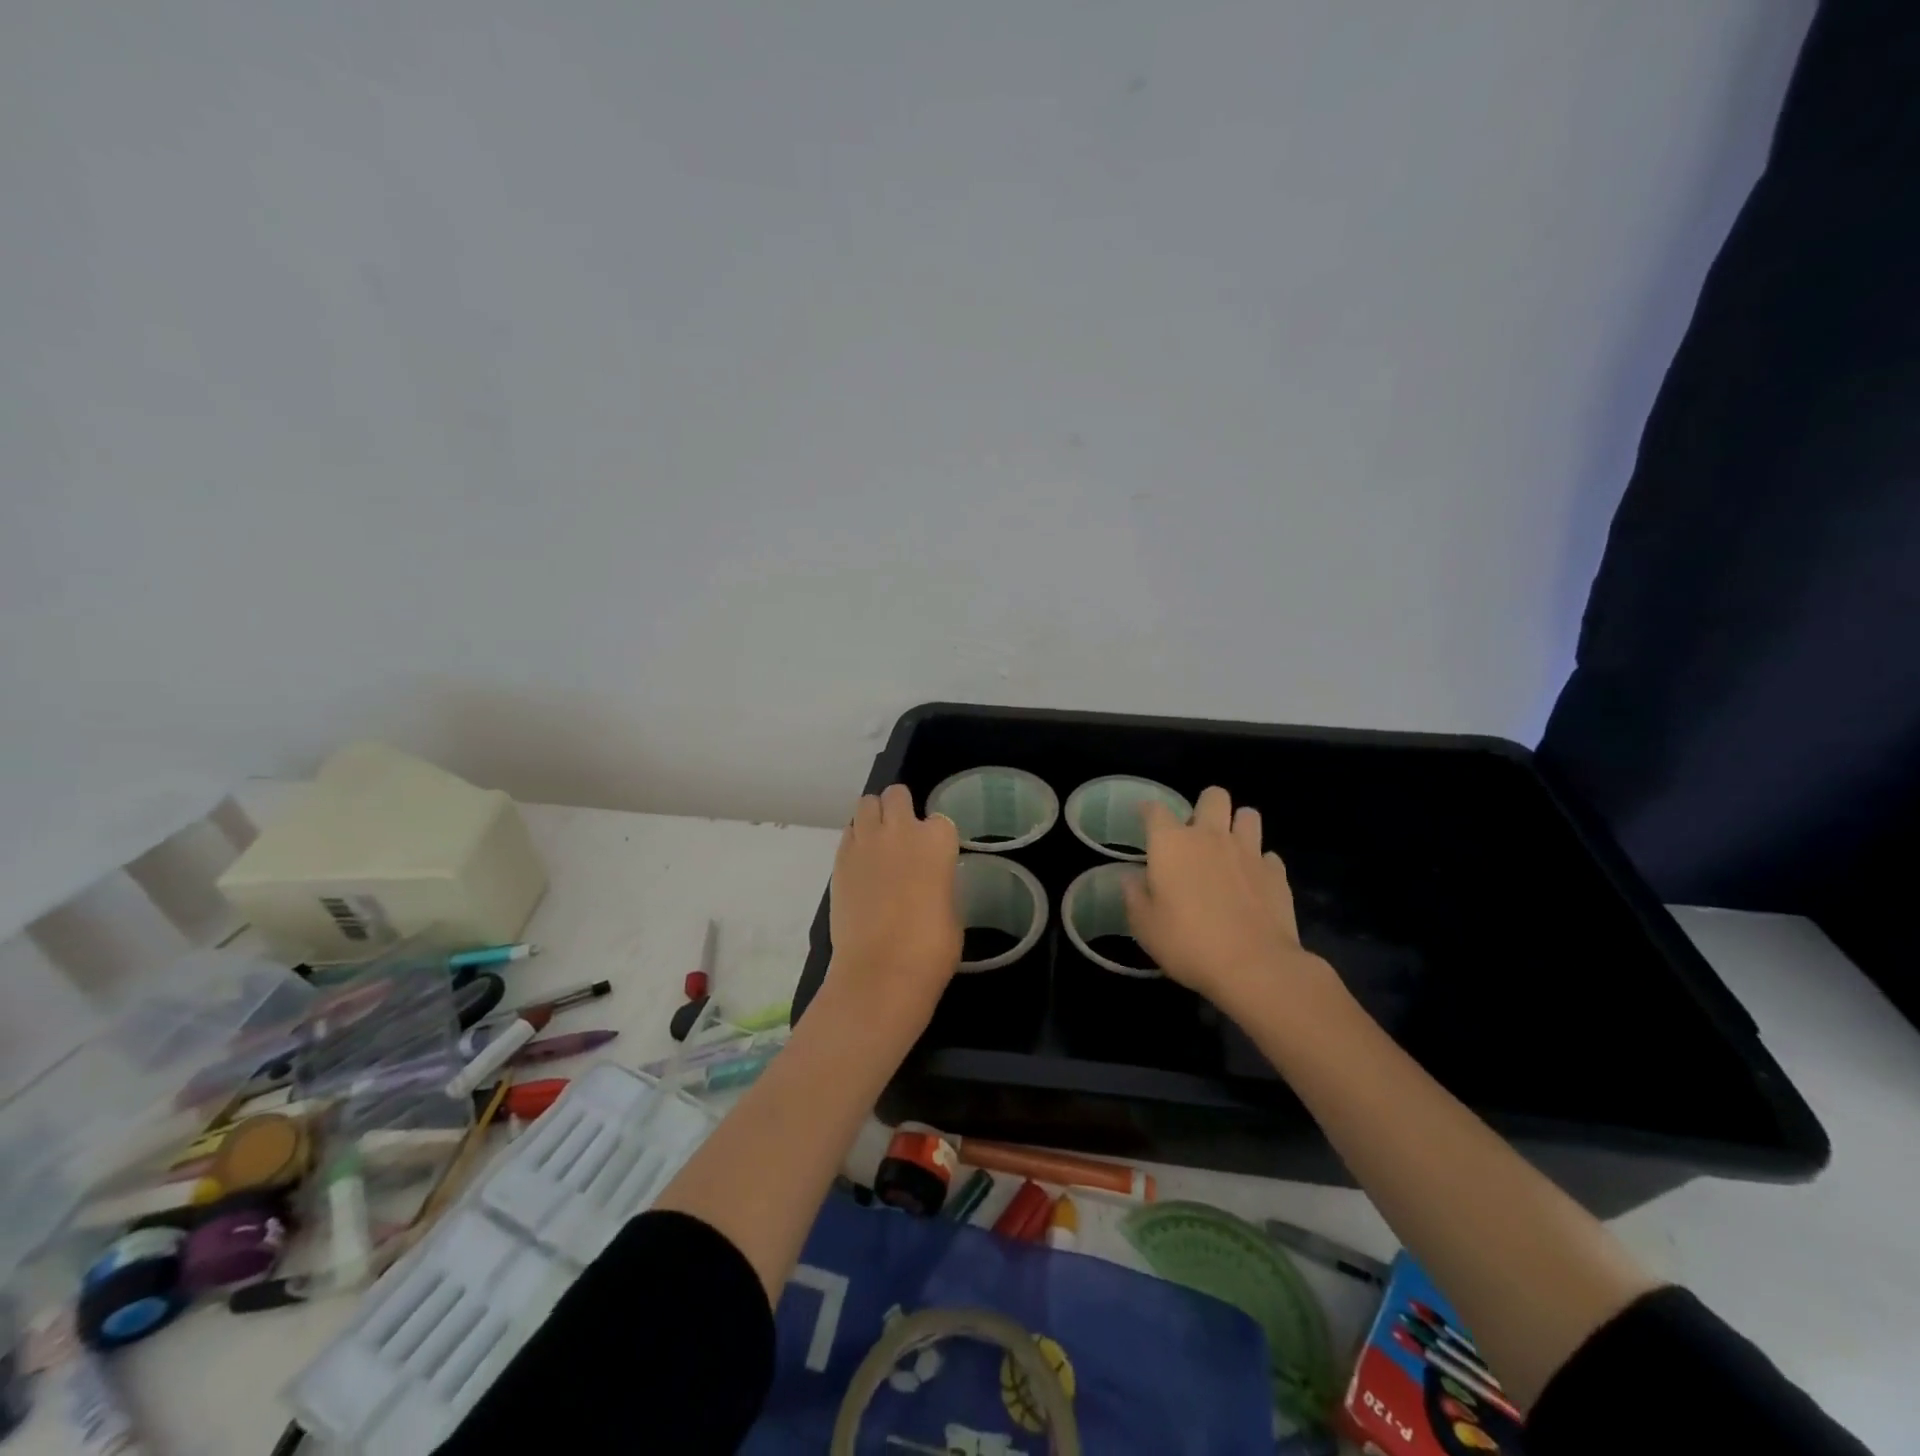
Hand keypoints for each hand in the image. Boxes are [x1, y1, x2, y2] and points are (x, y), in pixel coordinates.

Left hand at [827, 784, 962, 1023]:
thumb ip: (941, 882)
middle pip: (897, 795)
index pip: (940, 820)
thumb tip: (929, 879)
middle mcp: (900, 830)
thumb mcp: (952, 909)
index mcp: (937, 841)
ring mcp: (865, 842)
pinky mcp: (839, 859)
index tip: (935, 857)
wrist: (881, 971)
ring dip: (875, 816)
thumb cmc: (931, 948)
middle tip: (903, 837)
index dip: (937, 838)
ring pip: (866, 804)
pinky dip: (856, 839)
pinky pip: (849, 832)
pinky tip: (862, 864)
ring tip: (879, 843)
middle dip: (901, 809)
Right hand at [1123, 785, 1335, 1013]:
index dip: (1148, 811)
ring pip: (1248, 815)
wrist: (1254, 966)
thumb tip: (1131, 877)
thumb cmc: (1188, 943)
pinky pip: (1268, 855)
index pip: (1155, 810)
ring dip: (1238, 825)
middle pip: (1213, 795)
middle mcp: (1210, 836)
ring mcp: (1248, 852)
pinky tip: (1253, 882)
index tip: (1144, 819)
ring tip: (1230, 848)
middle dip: (1205, 806)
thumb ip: (1134, 896)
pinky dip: (1260, 863)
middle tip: (1197, 833)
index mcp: (1172, 843)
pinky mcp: (1276, 873)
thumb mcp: (1144, 926)